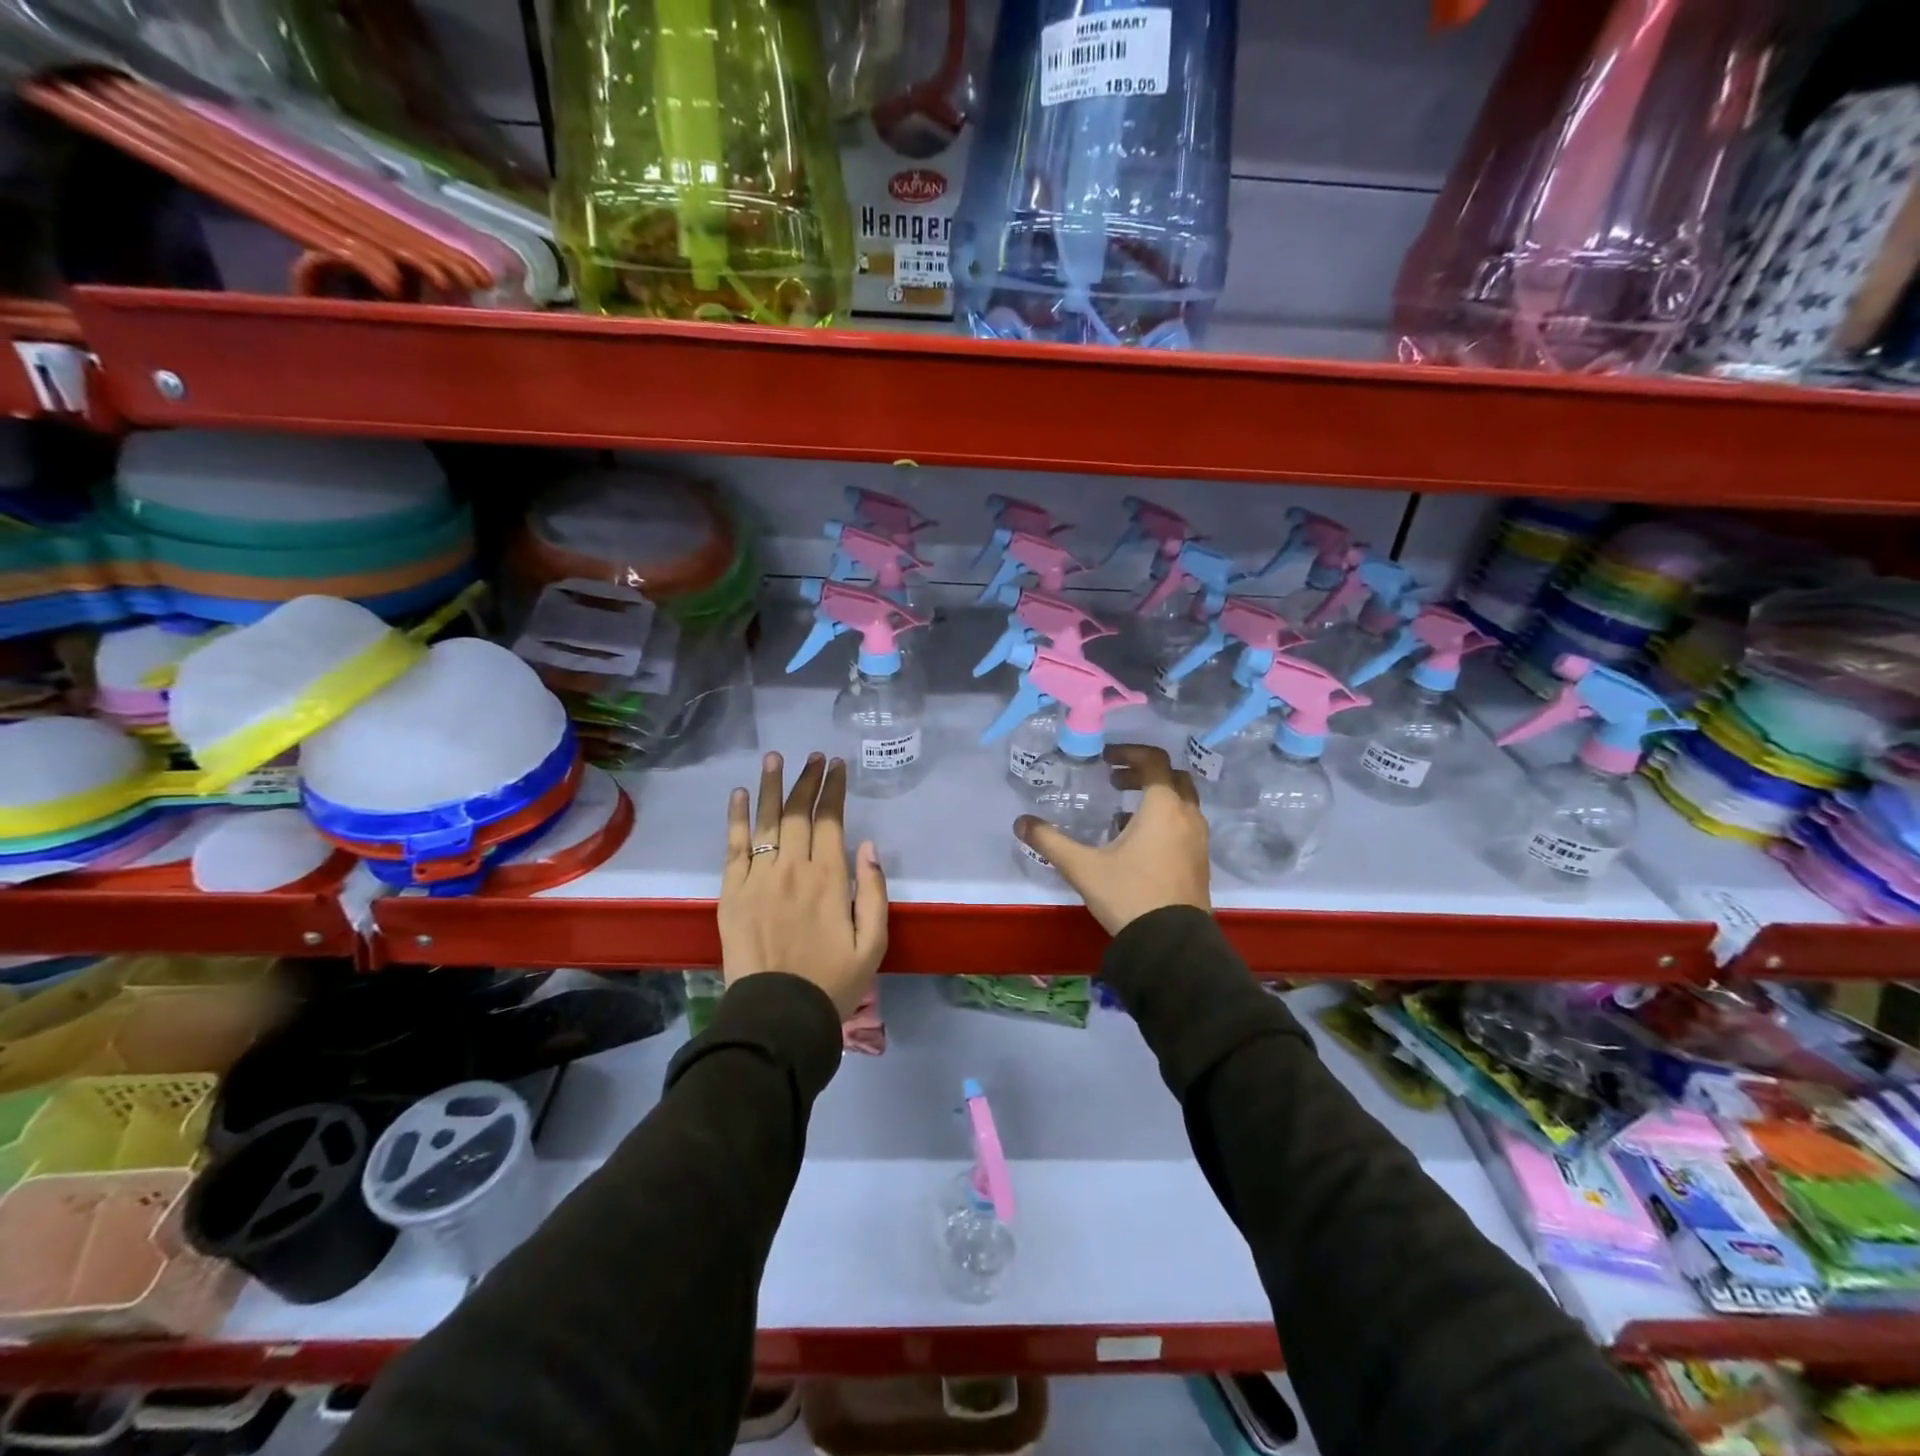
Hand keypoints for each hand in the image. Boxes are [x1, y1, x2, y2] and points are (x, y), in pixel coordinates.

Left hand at [720, 751, 887, 1017]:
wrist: (777, 1015)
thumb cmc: (832, 982)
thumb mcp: (873, 943)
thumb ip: (873, 892)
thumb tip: (868, 846)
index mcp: (830, 879)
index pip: (830, 820)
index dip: (833, 789)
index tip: (836, 765)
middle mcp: (793, 869)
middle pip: (798, 813)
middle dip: (807, 780)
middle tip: (813, 757)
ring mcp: (758, 878)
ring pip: (766, 821)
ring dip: (771, 785)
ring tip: (775, 757)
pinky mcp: (732, 892)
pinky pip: (734, 846)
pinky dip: (737, 818)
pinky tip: (740, 794)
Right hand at [1014, 743, 1210, 935]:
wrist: (1171, 945)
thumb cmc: (1129, 895)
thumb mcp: (1083, 867)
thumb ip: (1050, 841)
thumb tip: (1020, 823)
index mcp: (1163, 806)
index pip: (1153, 760)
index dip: (1128, 753)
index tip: (1105, 760)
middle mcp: (1187, 816)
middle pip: (1173, 777)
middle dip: (1143, 773)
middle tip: (1114, 781)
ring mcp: (1199, 840)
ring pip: (1182, 802)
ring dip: (1155, 797)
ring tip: (1121, 813)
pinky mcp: (1200, 861)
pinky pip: (1185, 825)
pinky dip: (1165, 819)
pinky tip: (1137, 843)